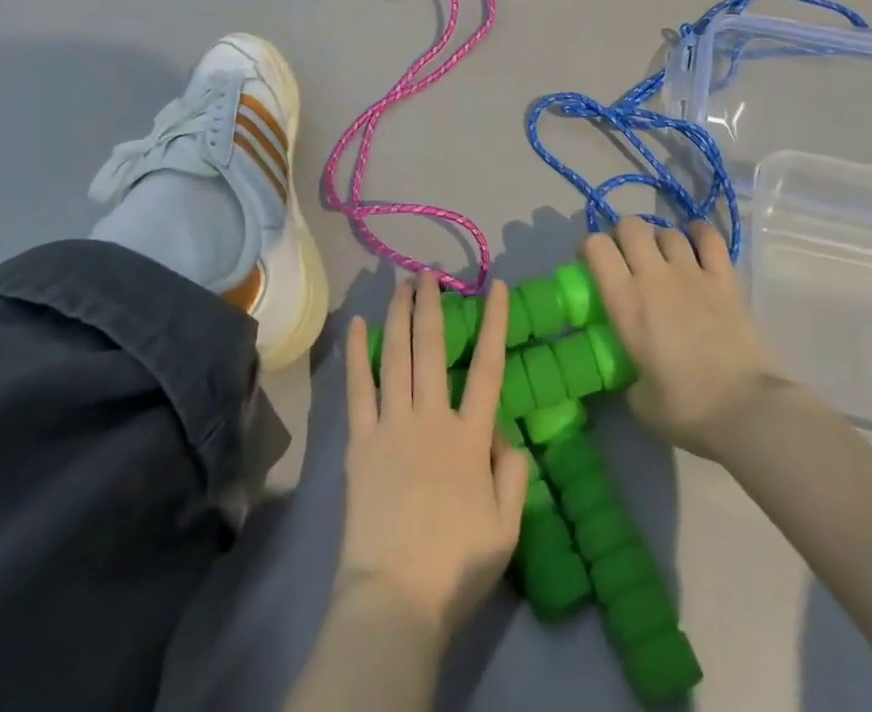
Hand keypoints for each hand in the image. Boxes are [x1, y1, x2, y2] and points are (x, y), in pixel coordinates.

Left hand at [336, 274, 530, 645]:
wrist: (396, 598)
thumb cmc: (456, 567)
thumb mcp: (507, 528)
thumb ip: (513, 474)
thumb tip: (505, 433)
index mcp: (470, 436)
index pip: (487, 366)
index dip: (493, 322)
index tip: (495, 287)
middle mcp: (432, 417)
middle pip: (432, 347)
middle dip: (432, 304)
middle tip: (431, 274)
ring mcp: (393, 424)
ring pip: (397, 355)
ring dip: (400, 314)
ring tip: (402, 283)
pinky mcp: (361, 440)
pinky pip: (359, 387)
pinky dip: (358, 353)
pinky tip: (358, 324)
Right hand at [582, 217, 785, 463]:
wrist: (748, 411)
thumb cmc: (687, 409)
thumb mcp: (640, 401)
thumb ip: (629, 377)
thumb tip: (634, 374)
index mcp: (626, 303)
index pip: (596, 247)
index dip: (590, 248)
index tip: (593, 264)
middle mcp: (654, 277)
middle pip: (630, 226)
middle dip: (624, 236)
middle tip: (627, 259)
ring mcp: (692, 273)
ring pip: (667, 231)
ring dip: (660, 240)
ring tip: (664, 260)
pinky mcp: (725, 279)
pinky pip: (708, 238)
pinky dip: (698, 234)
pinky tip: (695, 244)